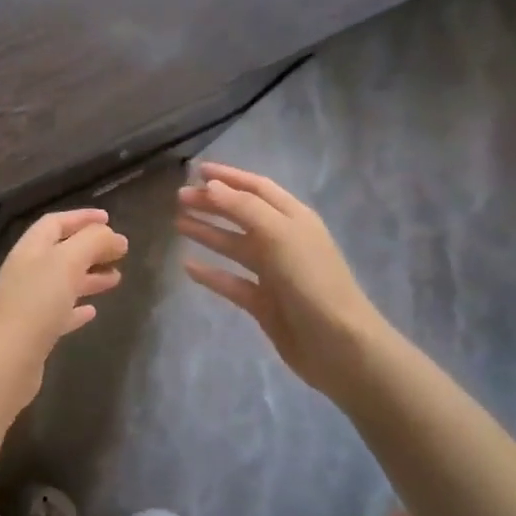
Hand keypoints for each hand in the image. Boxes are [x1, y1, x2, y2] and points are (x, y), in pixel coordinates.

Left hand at [0, 209, 126, 410]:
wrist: (5, 360)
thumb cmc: (35, 303)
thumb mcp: (67, 263)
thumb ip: (93, 243)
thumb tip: (115, 237)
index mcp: (30, 250)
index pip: (55, 223)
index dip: (81, 218)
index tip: (110, 220)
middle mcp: (26, 272)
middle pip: (60, 252)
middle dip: (90, 248)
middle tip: (120, 252)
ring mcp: (28, 302)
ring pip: (62, 282)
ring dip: (89, 277)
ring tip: (117, 279)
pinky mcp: (34, 332)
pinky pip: (59, 312)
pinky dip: (77, 308)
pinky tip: (92, 313)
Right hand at [176, 164, 387, 399]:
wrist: (338, 344)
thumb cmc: (312, 281)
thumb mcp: (279, 235)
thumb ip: (244, 208)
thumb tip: (211, 186)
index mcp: (294, 219)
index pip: (258, 188)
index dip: (229, 177)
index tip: (196, 171)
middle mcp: (284, 241)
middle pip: (242, 215)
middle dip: (212, 204)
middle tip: (179, 199)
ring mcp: (274, 273)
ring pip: (234, 246)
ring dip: (208, 233)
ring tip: (178, 224)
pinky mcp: (263, 302)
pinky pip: (231, 282)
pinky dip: (211, 273)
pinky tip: (187, 266)